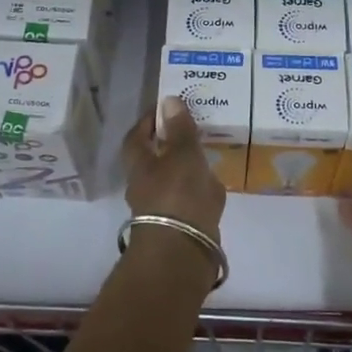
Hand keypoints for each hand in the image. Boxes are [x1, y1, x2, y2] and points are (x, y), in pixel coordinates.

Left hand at [124, 96, 225, 242]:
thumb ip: (179, 129)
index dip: (149, 121)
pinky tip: (214, 186)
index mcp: (139, 165)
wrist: (182, 251)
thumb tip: (168, 100)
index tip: (167, 109)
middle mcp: (143, 186)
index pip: (137, 136)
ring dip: (185, 169)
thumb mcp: (183, 155)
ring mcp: (160, 208)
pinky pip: (187, 201)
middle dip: (169, 145)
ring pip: (171, 181)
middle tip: (192, 131)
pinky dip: (198, 191)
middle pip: (153, 160)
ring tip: (208, 156)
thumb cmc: (178, 195)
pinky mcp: (177, 226)